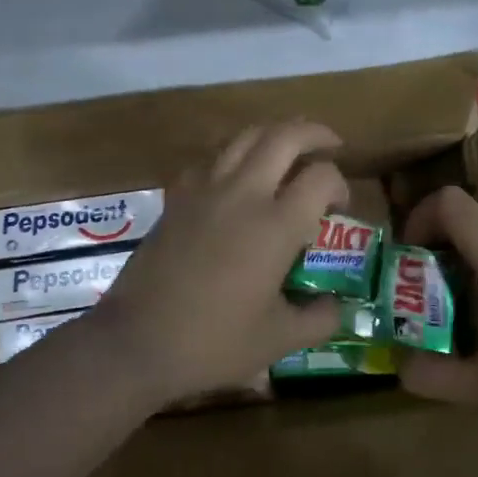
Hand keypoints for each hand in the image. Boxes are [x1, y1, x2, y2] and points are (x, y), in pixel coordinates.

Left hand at [86, 121, 348, 405]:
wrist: (137, 342)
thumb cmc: (213, 343)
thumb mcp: (278, 340)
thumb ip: (319, 319)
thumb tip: (337, 307)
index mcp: (275, 226)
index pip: (321, 177)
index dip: (340, 184)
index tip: (340, 206)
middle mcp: (242, 195)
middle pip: (283, 136)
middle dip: (314, 133)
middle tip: (330, 144)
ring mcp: (204, 191)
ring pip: (243, 137)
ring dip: (273, 134)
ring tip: (287, 150)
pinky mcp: (176, 199)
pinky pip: (209, 159)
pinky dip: (232, 155)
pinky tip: (235, 178)